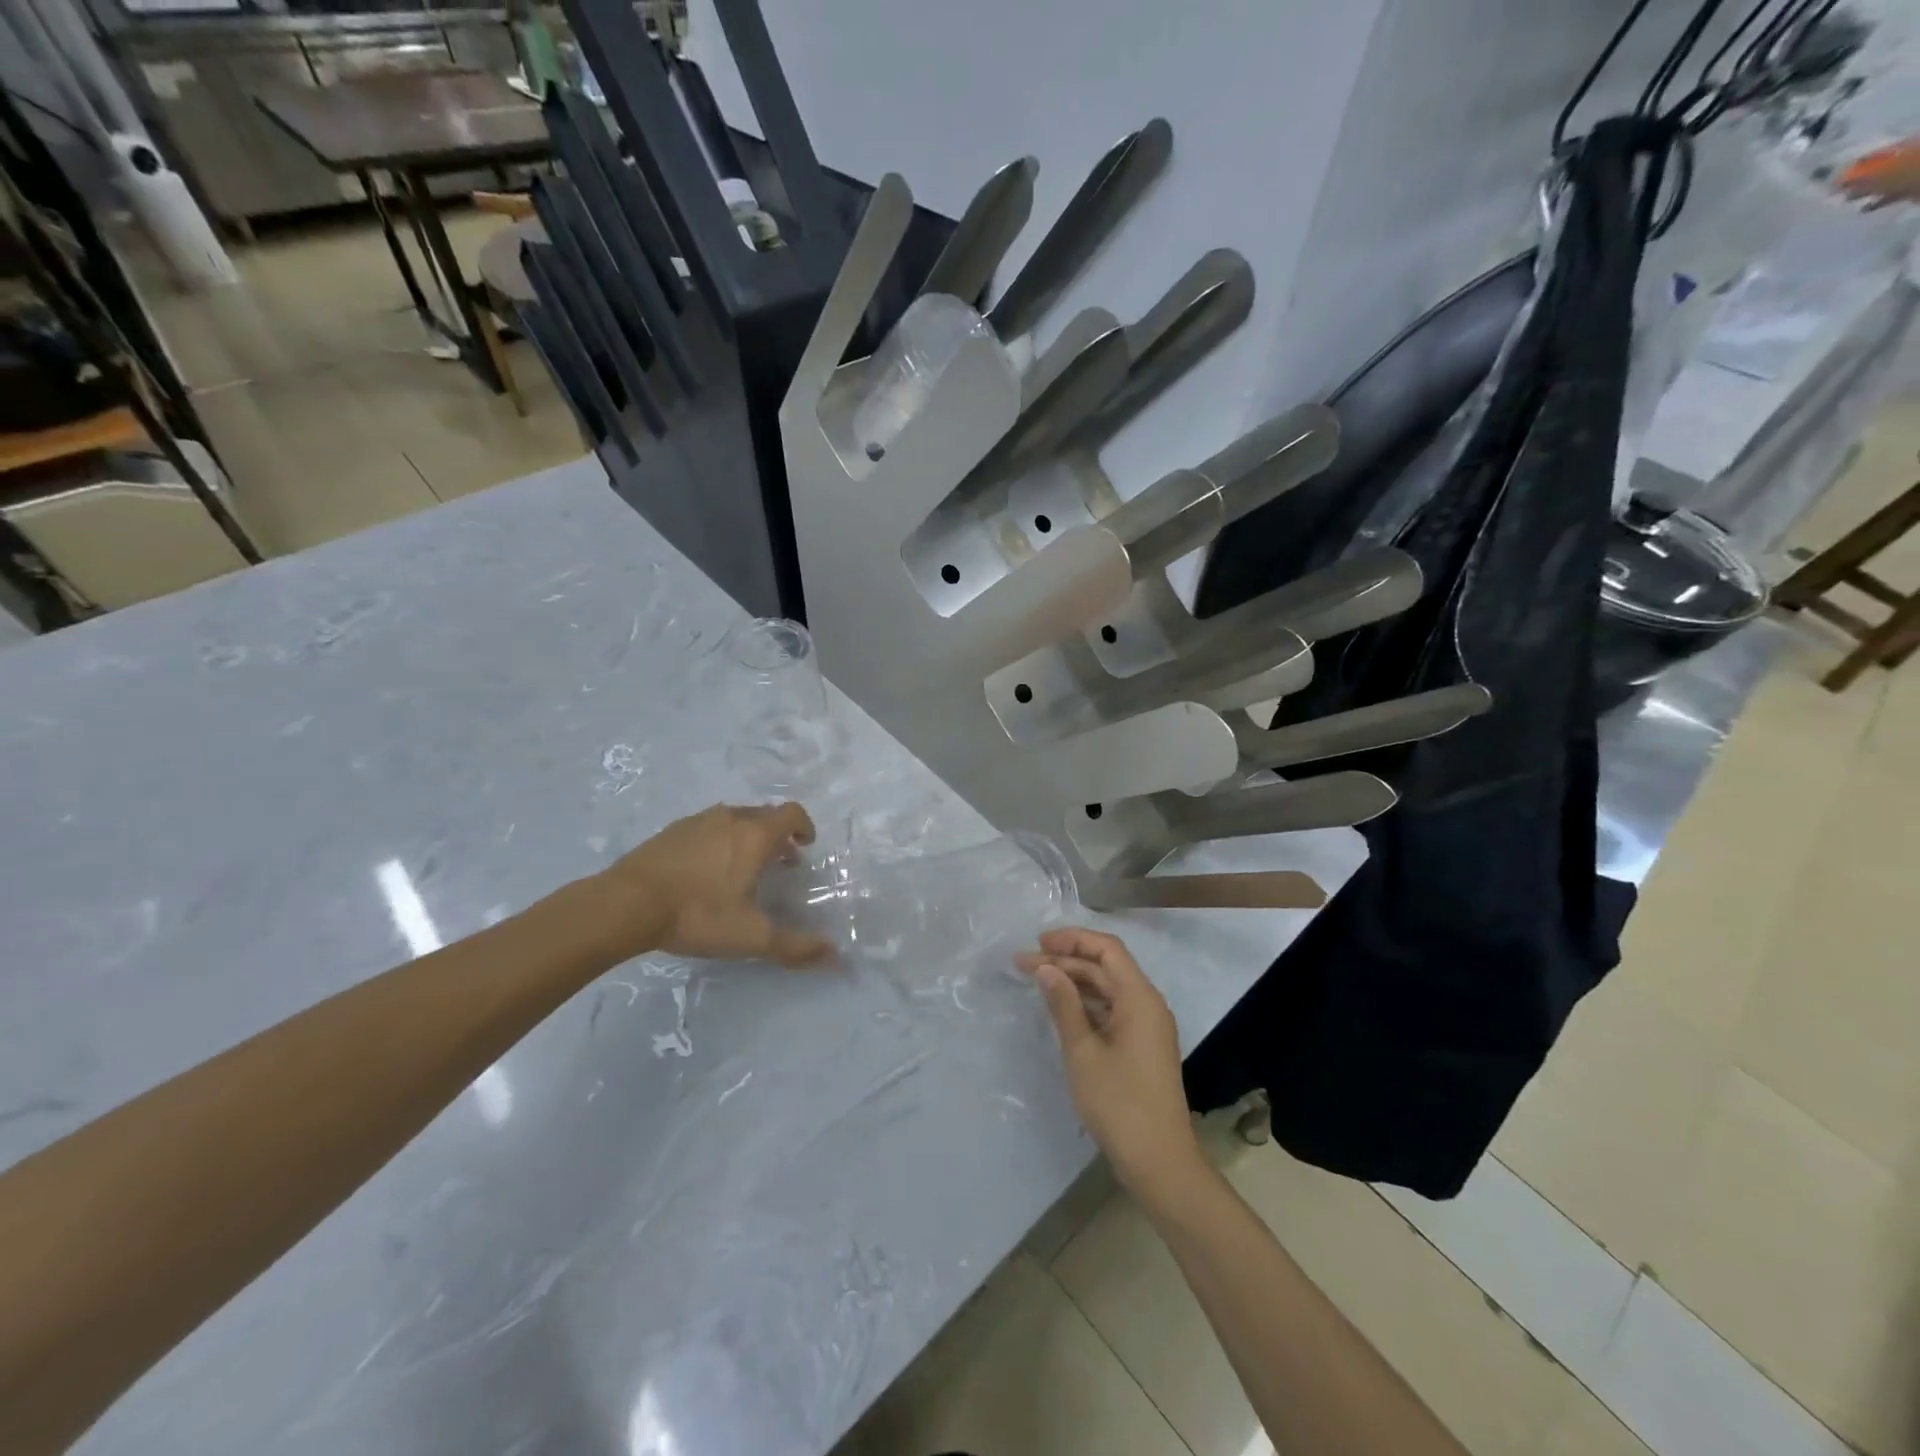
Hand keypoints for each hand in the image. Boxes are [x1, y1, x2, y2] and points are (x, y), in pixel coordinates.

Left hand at [598, 802, 834, 966]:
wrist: (626, 904)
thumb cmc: (698, 914)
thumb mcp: (752, 937)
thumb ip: (795, 946)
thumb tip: (836, 955)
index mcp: (756, 835)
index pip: (792, 813)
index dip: (804, 826)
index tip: (805, 847)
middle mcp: (731, 818)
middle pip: (765, 814)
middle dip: (778, 835)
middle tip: (779, 863)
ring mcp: (698, 821)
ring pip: (734, 819)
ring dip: (747, 836)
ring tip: (742, 867)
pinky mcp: (671, 830)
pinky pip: (707, 827)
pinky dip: (718, 840)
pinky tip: (704, 870)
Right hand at [1017, 928, 1205, 1203]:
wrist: (1159, 1162)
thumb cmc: (1119, 1103)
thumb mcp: (1083, 1051)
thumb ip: (1064, 1004)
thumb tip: (1046, 968)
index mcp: (1139, 998)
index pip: (1107, 949)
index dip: (1072, 940)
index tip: (1037, 942)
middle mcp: (1147, 1004)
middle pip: (1105, 967)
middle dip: (1065, 961)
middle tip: (1023, 964)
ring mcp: (1146, 1027)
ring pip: (1107, 989)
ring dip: (1072, 982)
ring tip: (1035, 981)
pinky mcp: (1141, 1047)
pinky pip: (1111, 1010)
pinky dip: (1085, 1004)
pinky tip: (1059, 1009)